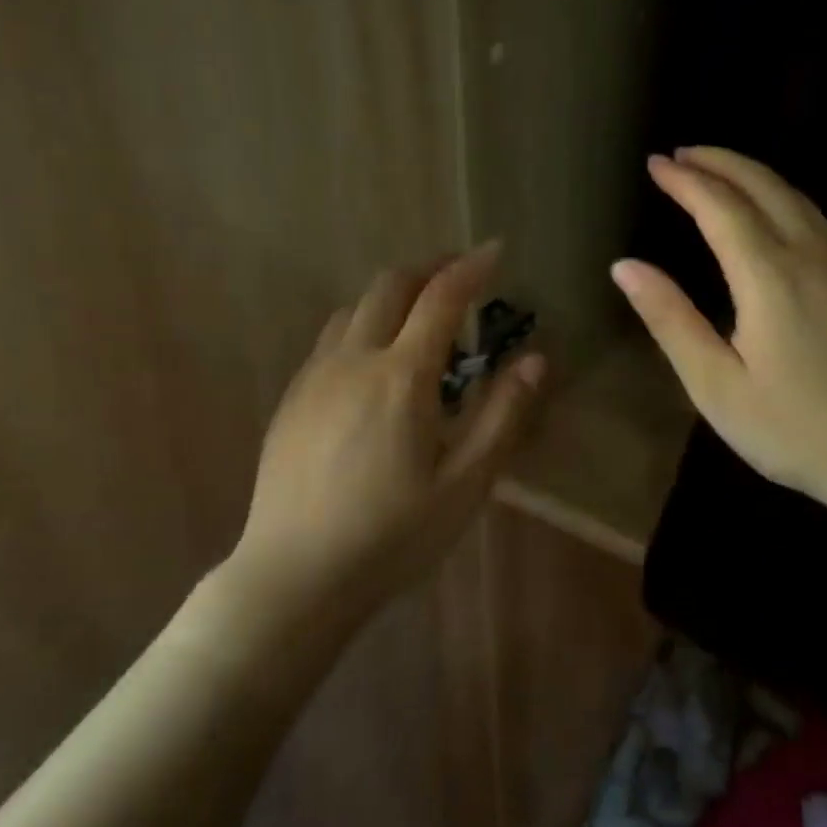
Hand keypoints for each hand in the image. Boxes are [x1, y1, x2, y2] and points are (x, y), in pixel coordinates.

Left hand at [228, 243, 544, 615]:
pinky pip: (331, 339)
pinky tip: (374, 365)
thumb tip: (535, 359)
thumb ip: (502, 415)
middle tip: (461, 279)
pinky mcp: (291, 399)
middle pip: (390, 285)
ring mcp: (314, 377)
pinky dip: (363, 326)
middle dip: (430, 270)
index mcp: (401, 376)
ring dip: (392, 298)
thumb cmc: (393, 535)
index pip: (441, 297)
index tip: (495, 249)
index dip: (471, 267)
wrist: (295, 577)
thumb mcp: (466, 483)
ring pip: (354, 309)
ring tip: (420, 324)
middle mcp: (353, 360)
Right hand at [611, 148, 826, 528]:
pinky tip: (769, 210)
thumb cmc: (795, 430)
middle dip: (718, 162)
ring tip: (717, 169)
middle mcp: (810, 256)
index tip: (655, 163)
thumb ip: (671, 320)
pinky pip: (815, 218)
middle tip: (681, 154)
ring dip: (751, 173)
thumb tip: (624, 266)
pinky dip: (780, 196)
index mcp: (769, 277)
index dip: (684, 181)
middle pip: (763, 186)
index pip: (720, 207)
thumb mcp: (717, 386)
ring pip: (795, 196)